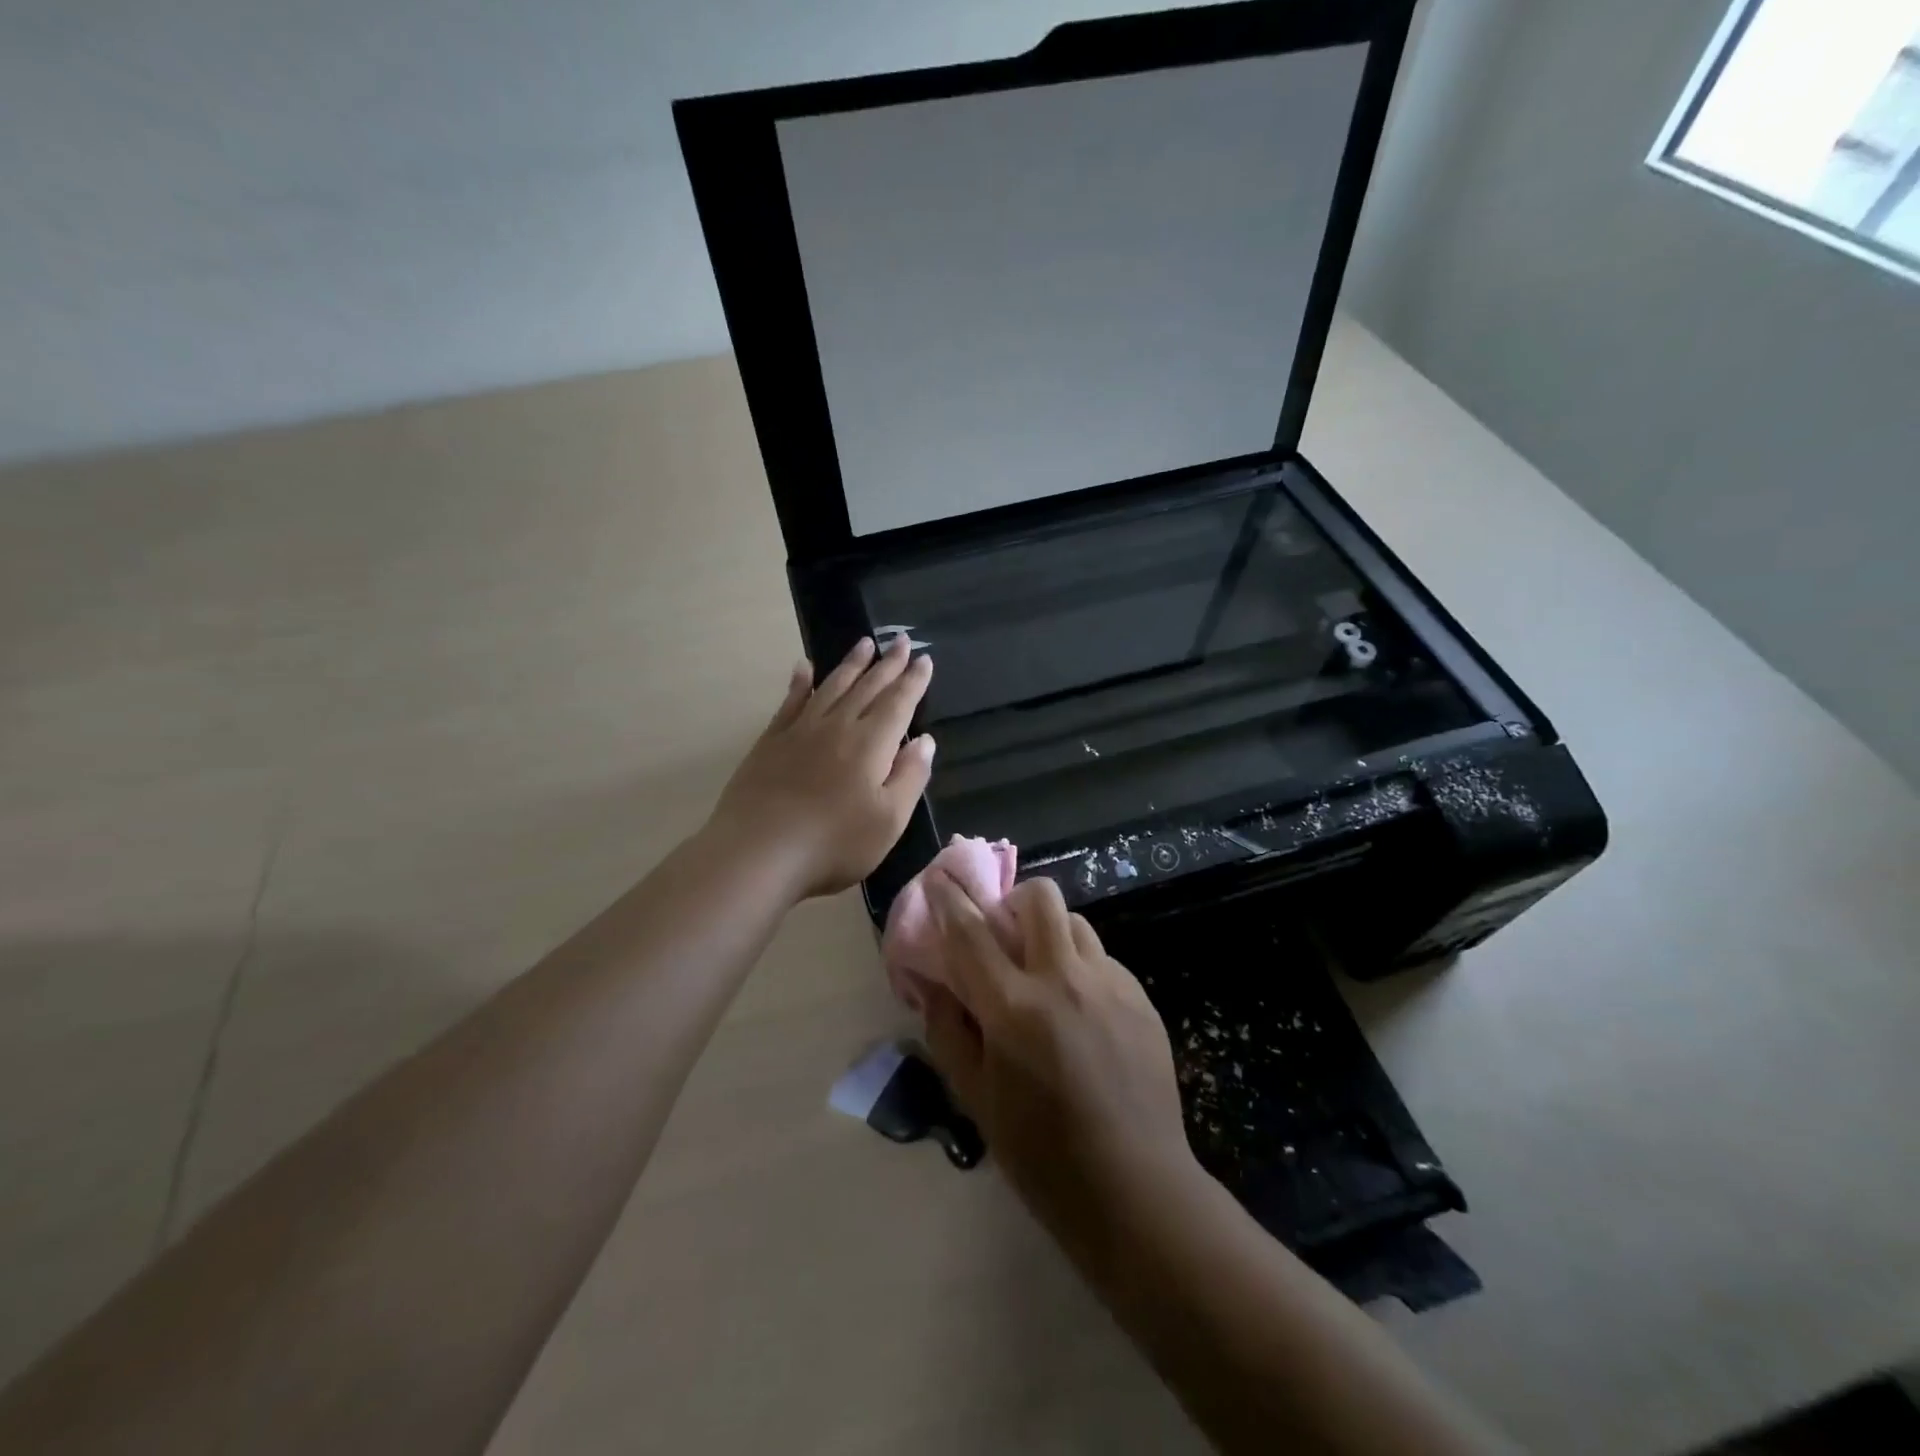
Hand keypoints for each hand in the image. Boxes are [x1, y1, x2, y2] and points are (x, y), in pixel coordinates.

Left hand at [707, 636, 934, 899]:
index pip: (899, 703)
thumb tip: (925, 740)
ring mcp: (801, 730)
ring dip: (851, 664)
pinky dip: (800, 683)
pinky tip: (804, 668)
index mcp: (872, 744)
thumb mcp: (889, 820)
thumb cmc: (834, 842)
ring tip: (865, 644)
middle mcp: (838, 726)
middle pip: (868, 687)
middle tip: (901, 641)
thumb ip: (910, 777)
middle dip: (888, 664)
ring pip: (832, 686)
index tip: (924, 659)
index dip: (914, 681)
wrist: (759, 852)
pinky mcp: (771, 741)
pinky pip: (790, 702)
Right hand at [920, 875, 1192, 1238]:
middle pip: (1040, 898)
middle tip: (1005, 935)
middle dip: (1014, 901)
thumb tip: (935, 985)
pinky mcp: (1140, 999)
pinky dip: (1081, 967)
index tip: (941, 877)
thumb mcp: (976, 1099)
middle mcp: (1064, 980)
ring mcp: (1109, 985)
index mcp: (1014, 1008)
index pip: (971, 932)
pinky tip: (1080, 1011)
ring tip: (1044, 972)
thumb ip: (948, 1032)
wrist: (1135, 1187)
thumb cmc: (1041, 1153)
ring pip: (1076, 923)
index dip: (951, 898)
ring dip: (1051, 933)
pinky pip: (1103, 959)